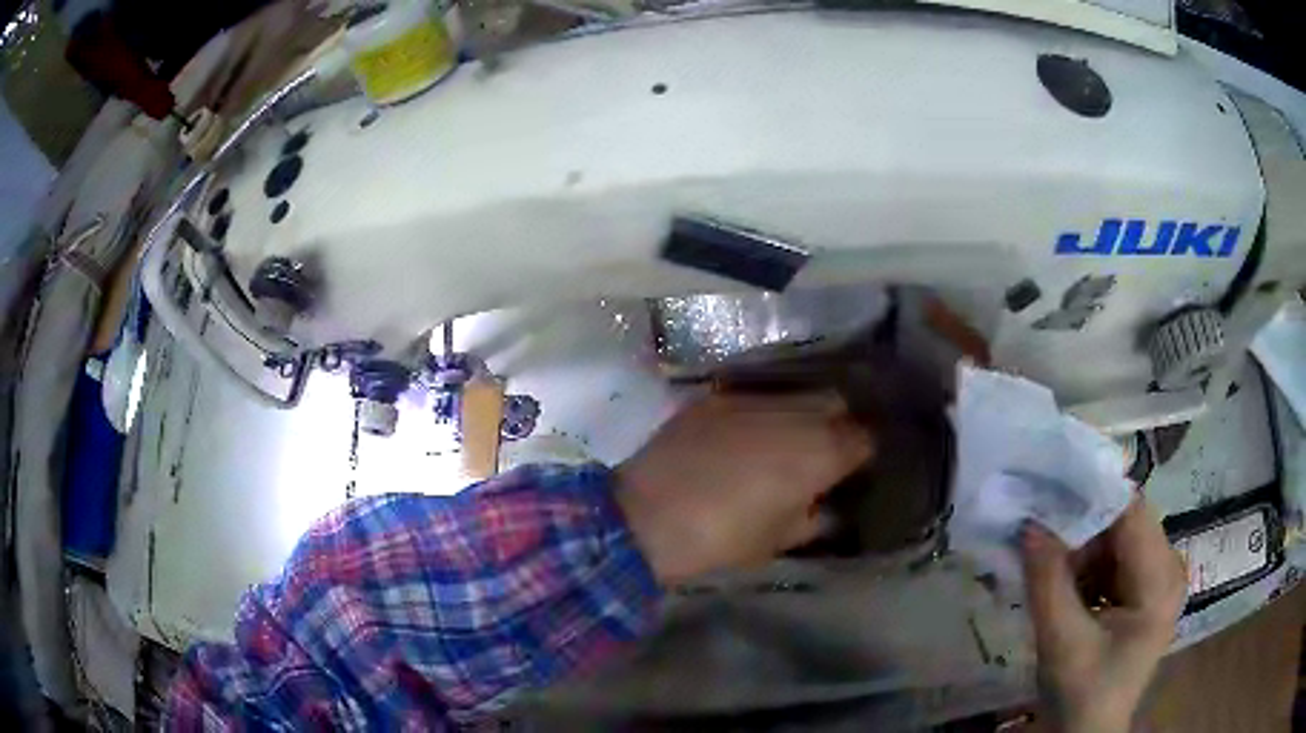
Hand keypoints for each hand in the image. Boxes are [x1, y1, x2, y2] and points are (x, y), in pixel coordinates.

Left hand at [615, 392, 872, 583]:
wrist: (646, 518)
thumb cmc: (722, 539)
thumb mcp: (779, 539)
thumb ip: (814, 517)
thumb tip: (826, 506)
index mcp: (820, 452)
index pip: (862, 438)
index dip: (860, 454)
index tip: (851, 470)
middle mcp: (794, 414)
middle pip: (834, 403)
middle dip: (837, 424)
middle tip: (822, 452)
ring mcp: (751, 399)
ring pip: (795, 394)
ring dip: (801, 414)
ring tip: (785, 441)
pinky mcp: (715, 398)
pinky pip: (753, 397)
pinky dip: (761, 412)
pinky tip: (746, 436)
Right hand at [1021, 500, 1186, 732]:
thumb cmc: (1081, 696)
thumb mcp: (1061, 643)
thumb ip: (1047, 582)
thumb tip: (1028, 523)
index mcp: (1160, 581)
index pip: (1131, 512)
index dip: (1091, 496)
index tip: (1047, 493)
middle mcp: (1168, 569)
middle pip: (1126, 523)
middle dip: (1082, 528)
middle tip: (1040, 537)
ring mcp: (1158, 579)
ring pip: (1118, 539)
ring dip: (1082, 550)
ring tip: (1049, 569)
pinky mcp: (1145, 591)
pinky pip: (1116, 560)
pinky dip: (1088, 567)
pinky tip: (1066, 588)